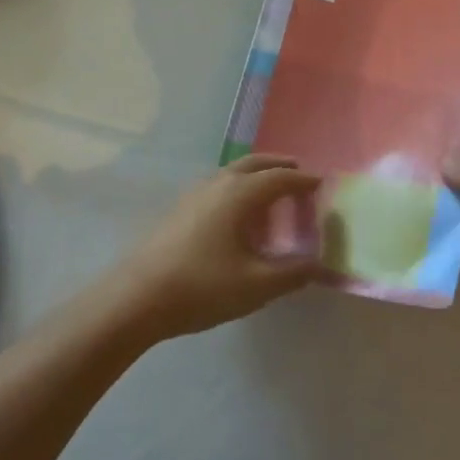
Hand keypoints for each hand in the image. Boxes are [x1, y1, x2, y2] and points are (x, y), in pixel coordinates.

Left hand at [116, 155, 325, 340]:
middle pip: (254, 163)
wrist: (138, 296)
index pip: (279, 178)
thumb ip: (292, 273)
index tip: (321, 185)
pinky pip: (219, 185)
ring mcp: (195, 193)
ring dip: (256, 175)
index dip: (303, 181)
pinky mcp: (180, 207)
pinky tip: (238, 215)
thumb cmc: (202, 287)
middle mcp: (218, 183)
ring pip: (233, 172)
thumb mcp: (255, 286)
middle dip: (279, 166)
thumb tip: (318, 264)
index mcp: (240, 194)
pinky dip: (238, 187)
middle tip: (299, 175)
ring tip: (272, 194)